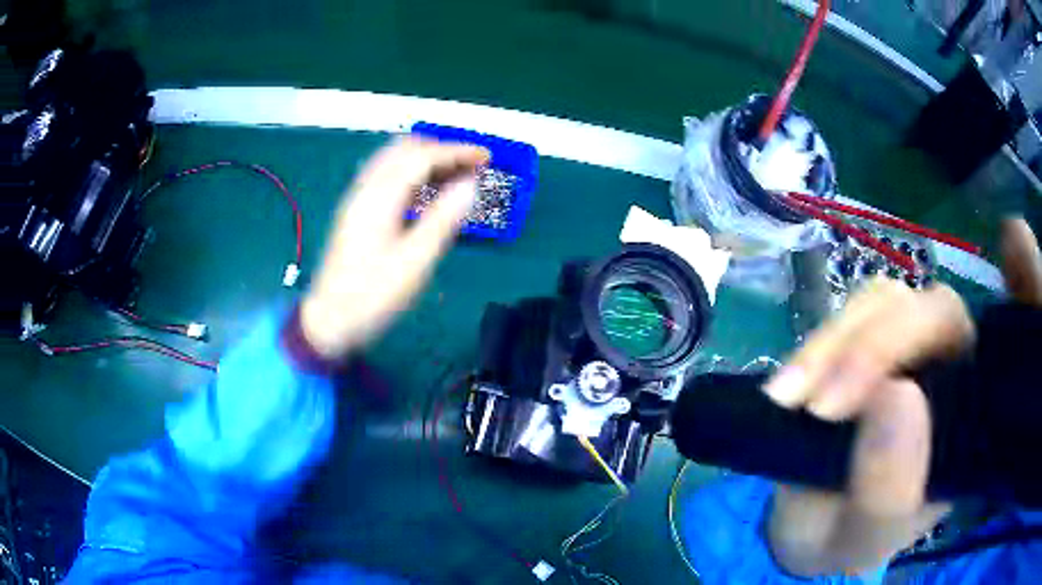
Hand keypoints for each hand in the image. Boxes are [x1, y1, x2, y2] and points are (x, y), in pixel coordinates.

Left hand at [300, 138, 488, 358]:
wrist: (330, 320)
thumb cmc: (374, 296)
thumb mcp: (415, 261)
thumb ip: (443, 219)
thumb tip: (470, 185)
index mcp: (380, 197)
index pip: (422, 157)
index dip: (457, 152)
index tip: (487, 157)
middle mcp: (366, 189)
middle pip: (404, 149)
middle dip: (441, 149)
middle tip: (471, 165)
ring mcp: (358, 199)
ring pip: (393, 160)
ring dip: (425, 158)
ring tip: (455, 174)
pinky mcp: (356, 212)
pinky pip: (386, 176)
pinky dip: (411, 173)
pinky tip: (426, 192)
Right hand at [762, 218, 1041, 576]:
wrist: (804, 528)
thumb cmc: (848, 537)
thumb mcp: (865, 536)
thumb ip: (887, 490)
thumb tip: (896, 396)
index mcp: (971, 419)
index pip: (1007, 344)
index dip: (1025, 285)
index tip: (1013, 239)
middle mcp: (950, 369)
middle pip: (937, 312)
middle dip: (881, 347)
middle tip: (823, 409)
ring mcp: (905, 348)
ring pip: (886, 301)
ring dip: (836, 344)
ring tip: (792, 401)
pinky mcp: (861, 340)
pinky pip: (847, 314)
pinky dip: (815, 345)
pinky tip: (786, 389)